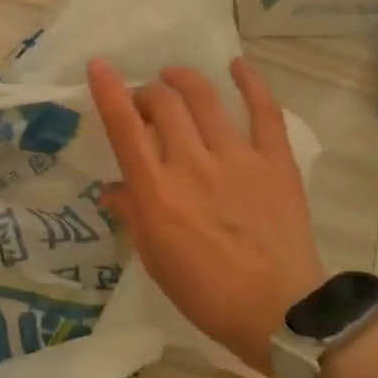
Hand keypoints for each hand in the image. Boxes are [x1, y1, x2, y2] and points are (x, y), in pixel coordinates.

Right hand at [87, 57, 324, 372]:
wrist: (278, 311)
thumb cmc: (203, 292)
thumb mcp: (154, 258)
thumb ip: (132, 215)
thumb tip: (112, 188)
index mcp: (156, 192)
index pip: (124, 128)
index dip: (108, 92)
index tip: (99, 66)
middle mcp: (191, 165)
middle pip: (163, 104)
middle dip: (147, 93)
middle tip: (145, 102)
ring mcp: (237, 159)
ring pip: (205, 99)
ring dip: (184, 80)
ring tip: (175, 77)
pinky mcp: (275, 162)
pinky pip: (264, 112)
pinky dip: (251, 83)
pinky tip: (238, 66)